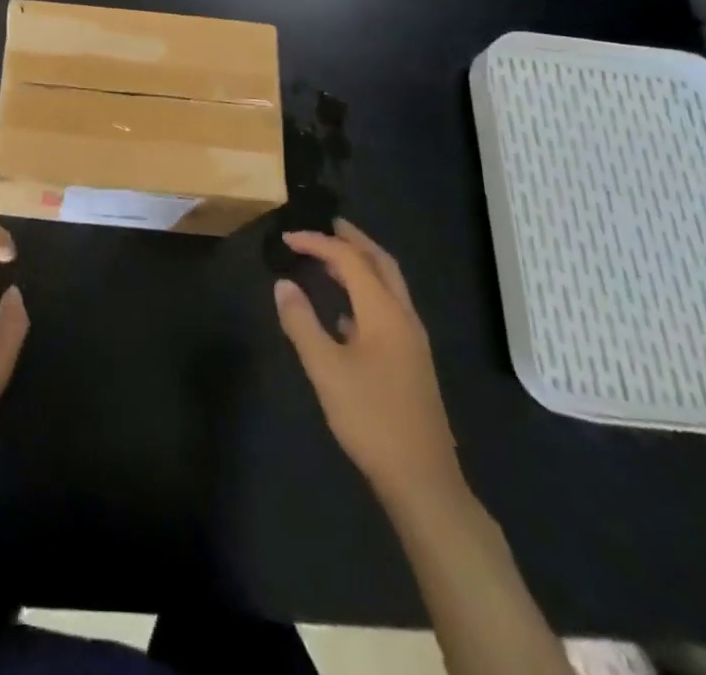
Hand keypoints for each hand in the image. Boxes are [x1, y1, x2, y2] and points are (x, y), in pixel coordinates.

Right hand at [274, 219, 464, 517]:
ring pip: (388, 286)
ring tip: (330, 259)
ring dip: (361, 265)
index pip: (349, 259)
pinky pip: (389, 308)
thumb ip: (301, 322)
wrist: (423, 480)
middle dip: (353, 239)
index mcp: (384, 312)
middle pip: (381, 263)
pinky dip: (366, 293)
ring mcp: (412, 341)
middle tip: (326, 225)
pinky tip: (344, 314)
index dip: (317, 243)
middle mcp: (404, 317)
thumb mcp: (325, 369)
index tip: (286, 239)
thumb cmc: (370, 419)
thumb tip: (283, 284)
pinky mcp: (412, 361)